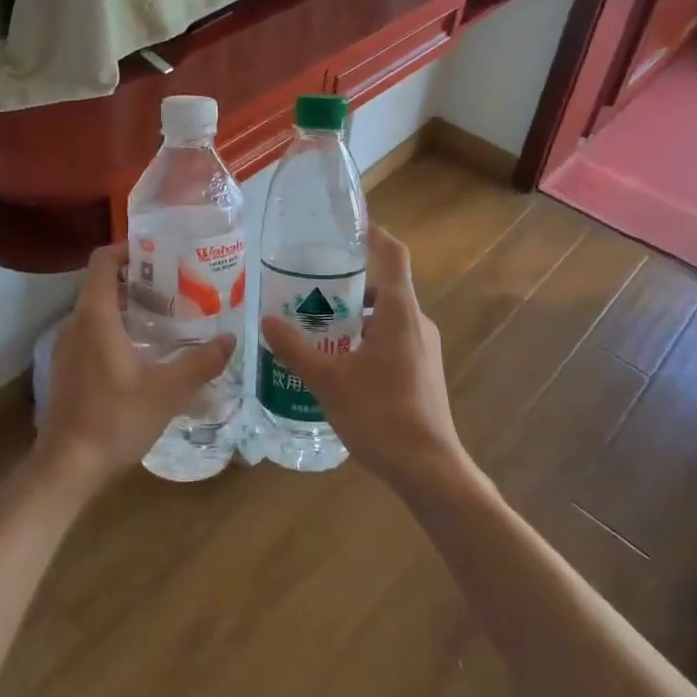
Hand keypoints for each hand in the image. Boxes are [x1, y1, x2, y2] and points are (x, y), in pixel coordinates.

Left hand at [35, 243, 234, 492]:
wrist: (66, 466)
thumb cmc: (115, 419)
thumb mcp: (167, 392)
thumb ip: (200, 363)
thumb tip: (230, 340)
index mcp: (95, 317)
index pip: (103, 260)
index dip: (128, 247)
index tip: (159, 251)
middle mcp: (75, 323)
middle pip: (102, 283)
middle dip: (136, 277)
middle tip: (175, 284)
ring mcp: (66, 346)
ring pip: (96, 309)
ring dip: (127, 304)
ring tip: (166, 314)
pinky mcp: (66, 367)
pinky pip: (91, 331)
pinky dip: (115, 327)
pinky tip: (143, 351)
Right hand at [259, 226, 470, 496]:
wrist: (429, 469)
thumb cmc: (380, 414)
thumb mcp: (328, 380)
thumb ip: (295, 349)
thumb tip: (267, 321)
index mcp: (398, 312)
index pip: (393, 255)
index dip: (374, 235)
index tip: (348, 227)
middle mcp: (416, 322)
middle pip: (384, 286)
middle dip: (347, 284)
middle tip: (309, 287)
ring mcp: (423, 348)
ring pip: (386, 316)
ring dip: (354, 314)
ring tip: (316, 326)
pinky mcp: (422, 371)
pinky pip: (392, 338)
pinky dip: (365, 336)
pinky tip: (338, 361)